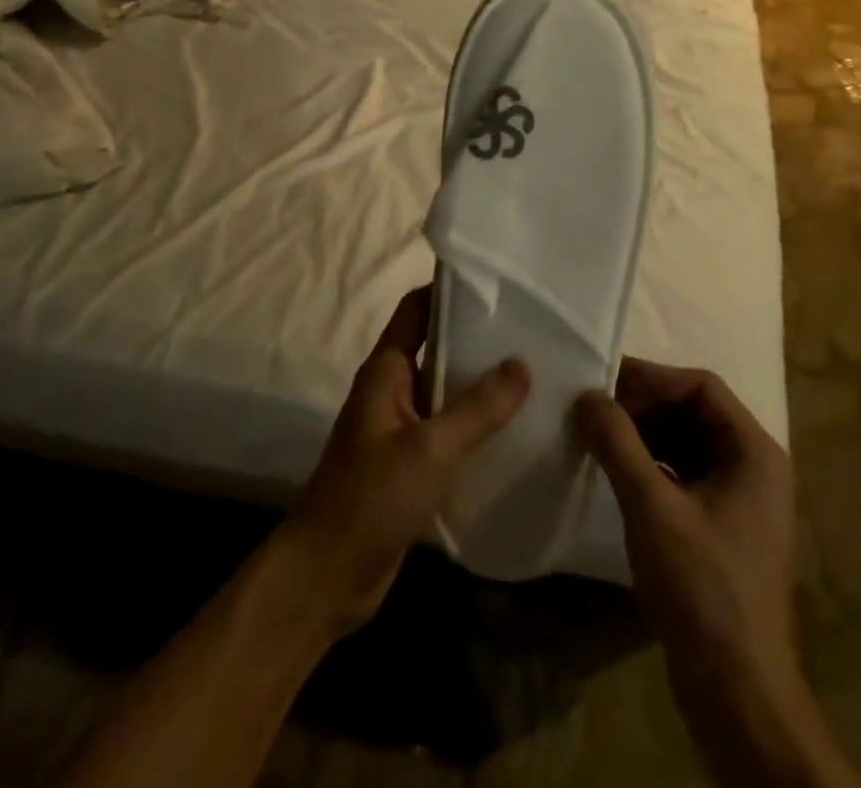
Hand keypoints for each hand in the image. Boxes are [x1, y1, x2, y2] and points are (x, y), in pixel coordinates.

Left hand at [279, 286, 529, 633]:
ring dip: (480, 383)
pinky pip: (447, 428)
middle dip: (477, 337)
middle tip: (529, 329)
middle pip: (436, 346)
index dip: (450, 289)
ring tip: (533, 373)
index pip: (417, 308)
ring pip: (445, 390)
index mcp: (387, 370)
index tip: (497, 283)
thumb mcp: (431, 448)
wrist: (327, 577)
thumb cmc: (372, 499)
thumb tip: (523, 363)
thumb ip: (479, 407)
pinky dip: (475, 423)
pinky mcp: (409, 463)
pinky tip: (513, 429)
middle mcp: (392, 389)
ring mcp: (399, 427)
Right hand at [579, 362, 858, 787]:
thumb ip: (617, 443)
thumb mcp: (652, 507)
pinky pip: (684, 474)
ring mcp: (740, 499)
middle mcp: (754, 466)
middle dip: (643, 406)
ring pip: (687, 443)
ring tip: (598, 436)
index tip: (604, 381)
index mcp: (754, 451)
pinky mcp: (723, 528)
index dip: (652, 378)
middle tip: (594, 409)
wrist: (737, 692)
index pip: (701, 387)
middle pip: (694, 412)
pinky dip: (651, 465)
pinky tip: (618, 473)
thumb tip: (587, 395)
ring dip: (643, 435)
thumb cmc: (702, 586)